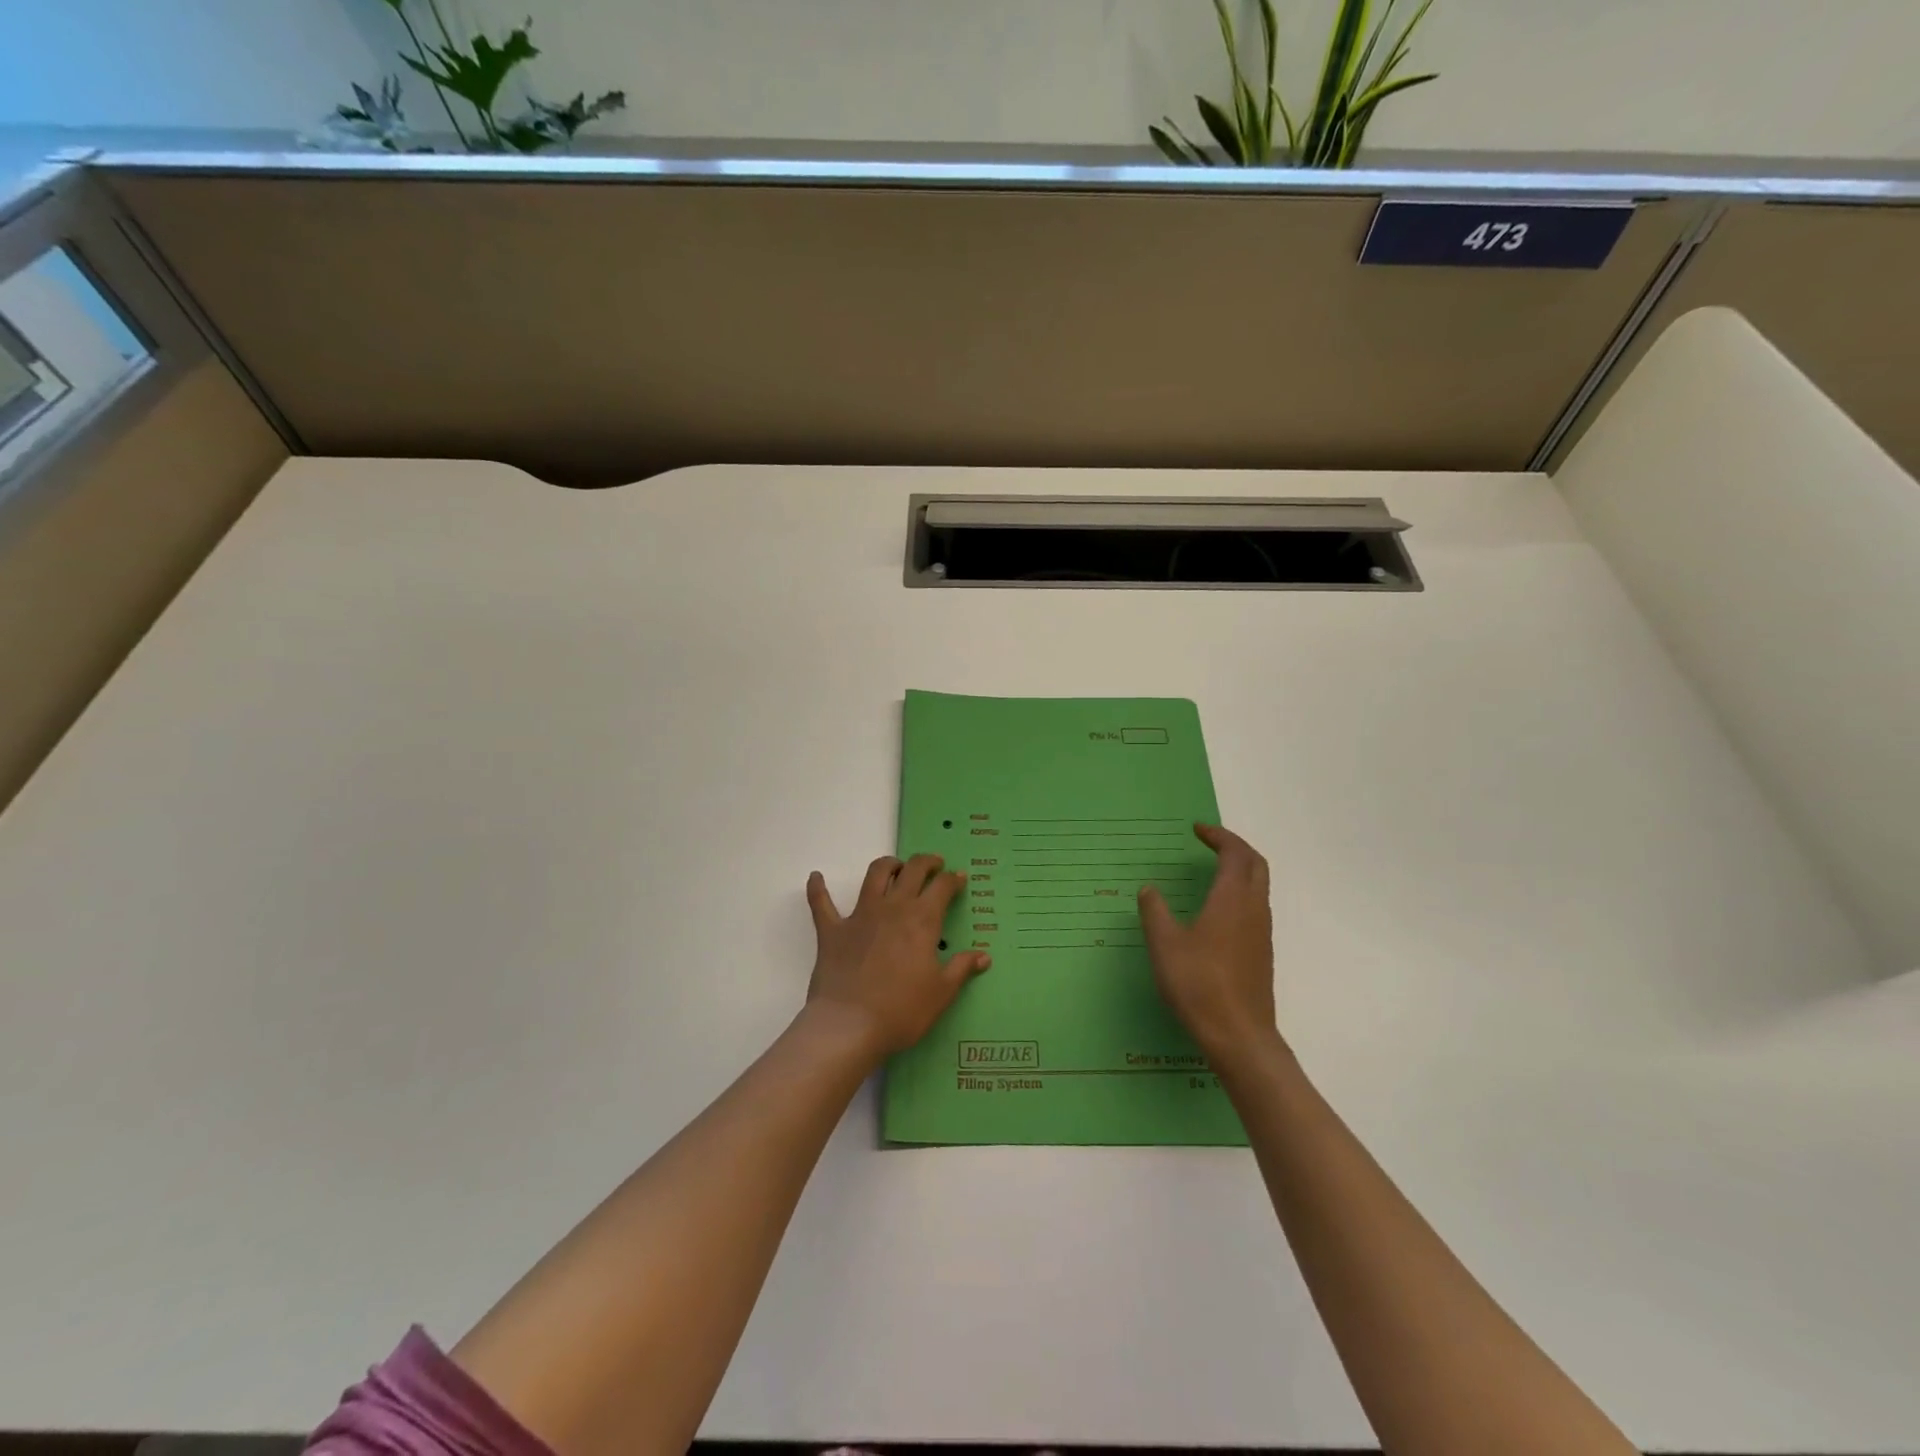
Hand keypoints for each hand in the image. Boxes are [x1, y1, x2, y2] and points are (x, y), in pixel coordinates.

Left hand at [804, 854, 991, 1061]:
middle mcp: (892, 908)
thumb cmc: (902, 1011)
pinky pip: (821, 903)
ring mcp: (859, 916)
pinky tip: (816, 877)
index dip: (953, 879)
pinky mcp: (832, 930)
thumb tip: (984, 956)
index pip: (942, 887)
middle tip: (934, 865)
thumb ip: (961, 969)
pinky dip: (818, 888)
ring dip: (887, 865)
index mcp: (922, 920)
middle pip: (911, 870)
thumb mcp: (941, 993)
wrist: (849, 1026)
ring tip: (895, 867)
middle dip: (926, 862)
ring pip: (874, 875)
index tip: (959, 878)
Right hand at [1139, 824, 1279, 1064]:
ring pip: (1259, 886)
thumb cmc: (1199, 984)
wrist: (1239, 1036)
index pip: (1235, 854)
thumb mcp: (1165, 945)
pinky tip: (1218, 910)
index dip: (1218, 836)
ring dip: (1240, 869)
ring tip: (1212, 870)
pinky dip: (1241, 892)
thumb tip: (1149, 889)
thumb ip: (1155, 912)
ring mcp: (1262, 932)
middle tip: (1210, 842)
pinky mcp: (1262, 952)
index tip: (1196, 830)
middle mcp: (1253, 909)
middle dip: (1235, 847)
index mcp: (1232, 900)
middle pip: (1256, 864)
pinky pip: (1256, 907)